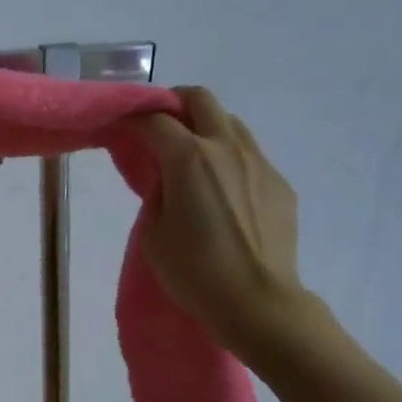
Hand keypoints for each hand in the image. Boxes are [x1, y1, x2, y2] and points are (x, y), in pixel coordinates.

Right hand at [132, 87, 313, 357]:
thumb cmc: (195, 272)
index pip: (154, 120)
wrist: (258, 302)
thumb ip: (156, 194)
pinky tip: (223, 190)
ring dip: (206, 127)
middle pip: (200, 99)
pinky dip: (229, 158)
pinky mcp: (279, 183)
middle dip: (174, 102)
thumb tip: (166, 178)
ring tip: (192, 156)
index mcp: (189, 159)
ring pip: (230, 122)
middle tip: (159, 124)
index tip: (122, 128)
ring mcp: (259, 163)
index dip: (133, 119)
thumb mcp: (153, 233)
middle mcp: (226, 148)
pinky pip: (250, 155)